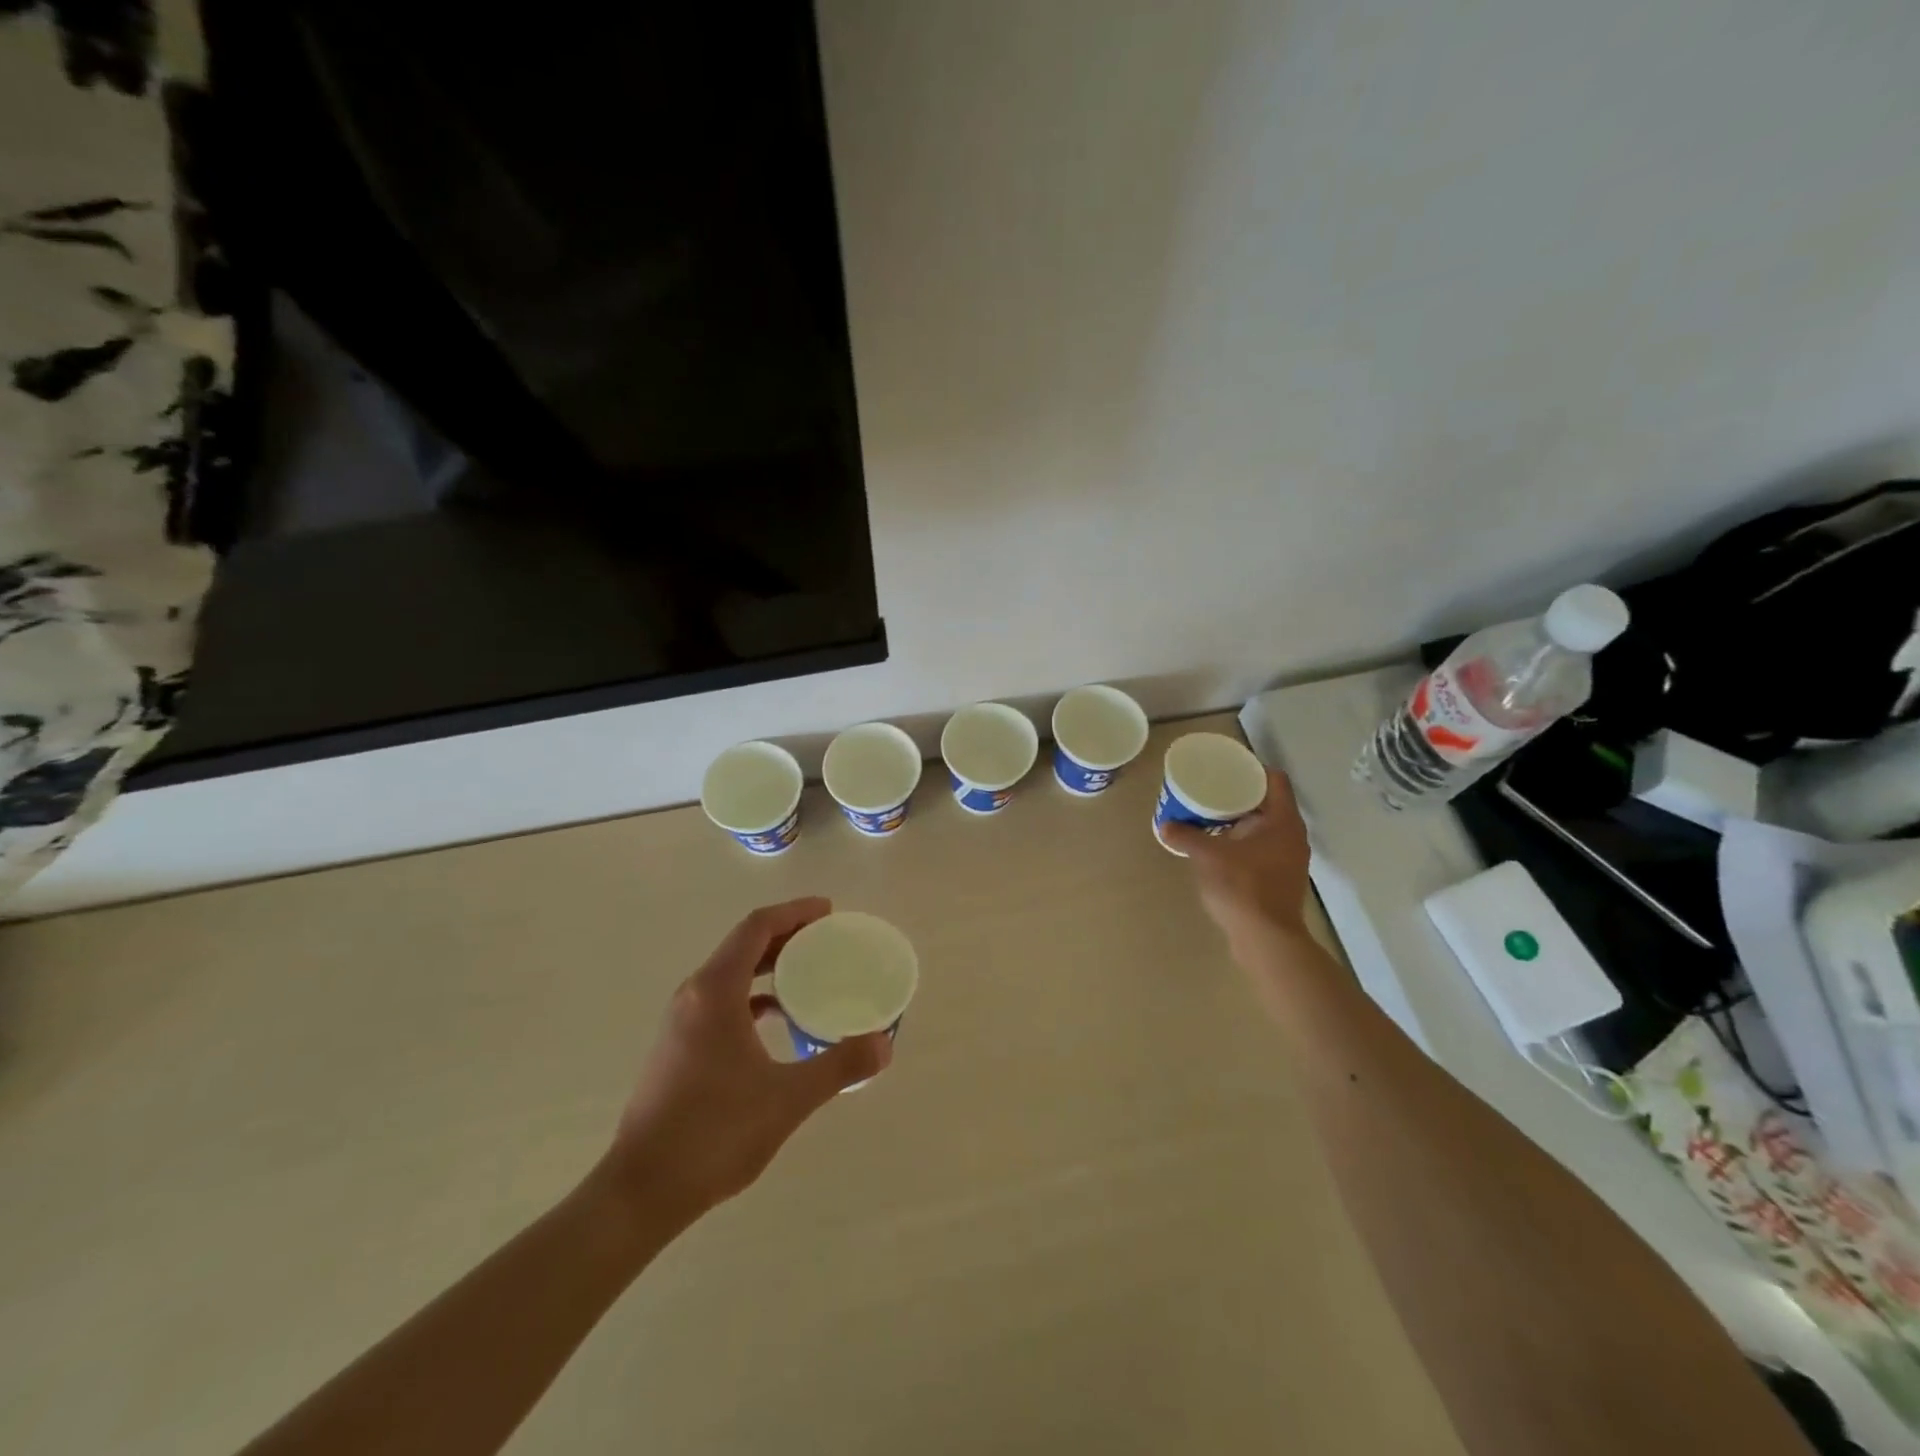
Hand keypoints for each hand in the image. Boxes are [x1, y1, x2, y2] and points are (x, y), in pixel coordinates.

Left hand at [599, 898, 890, 1226]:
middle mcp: (693, 995)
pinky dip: (754, 994)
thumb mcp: (787, 1099)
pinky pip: (722, 1000)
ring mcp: (681, 1021)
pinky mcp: (678, 1046)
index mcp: (715, 992)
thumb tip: (884, 1045)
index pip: (757, 927)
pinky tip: (778, 1017)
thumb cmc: (713, 1134)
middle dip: (787, 933)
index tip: (829, 911)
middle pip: (743, 943)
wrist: (641, 1191)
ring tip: (810, 971)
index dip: (794, 912)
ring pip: (731, 972)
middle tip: (828, 937)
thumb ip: (838, 1066)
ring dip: (769, 963)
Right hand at [1164, 770, 1314, 956]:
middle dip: (1241, 795)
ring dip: (1241, 821)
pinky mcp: (1281, 879)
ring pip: (1265, 828)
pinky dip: (1243, 843)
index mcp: (1283, 821)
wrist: (1266, 939)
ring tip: (1211, 816)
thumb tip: (1165, 826)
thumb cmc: (1242, 887)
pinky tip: (1220, 848)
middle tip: (1213, 789)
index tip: (1228, 767)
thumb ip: (1186, 836)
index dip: (1253, 769)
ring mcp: (1289, 860)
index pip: (1275, 780)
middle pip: (1269, 803)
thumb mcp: (1207, 856)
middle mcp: (1292, 836)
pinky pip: (1262, 849)